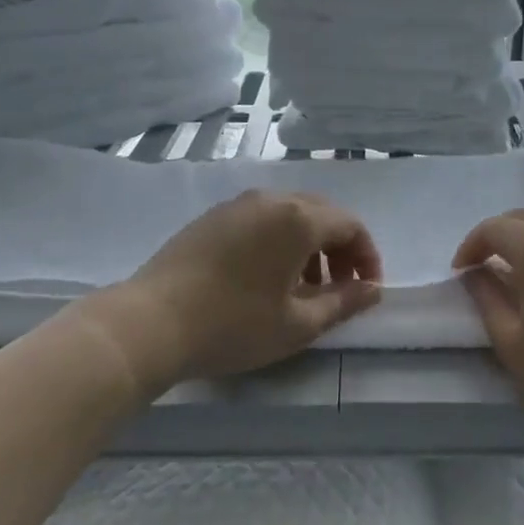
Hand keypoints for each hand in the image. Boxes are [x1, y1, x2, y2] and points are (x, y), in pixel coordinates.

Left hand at [105, 190, 382, 396]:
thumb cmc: (233, 325)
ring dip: (309, 245)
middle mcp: (270, 199)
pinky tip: (265, 278)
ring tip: (303, 287)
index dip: (367, 256)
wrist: (150, 323)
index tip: (367, 289)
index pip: (350, 224)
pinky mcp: (212, 217)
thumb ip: (343, 303)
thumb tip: (373, 290)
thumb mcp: (297, 324)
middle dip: (339, 248)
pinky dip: (278, 241)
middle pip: (321, 213)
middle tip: (340, 287)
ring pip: (289, 214)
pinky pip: (261, 219)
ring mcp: (237, 205)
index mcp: (297, 218)